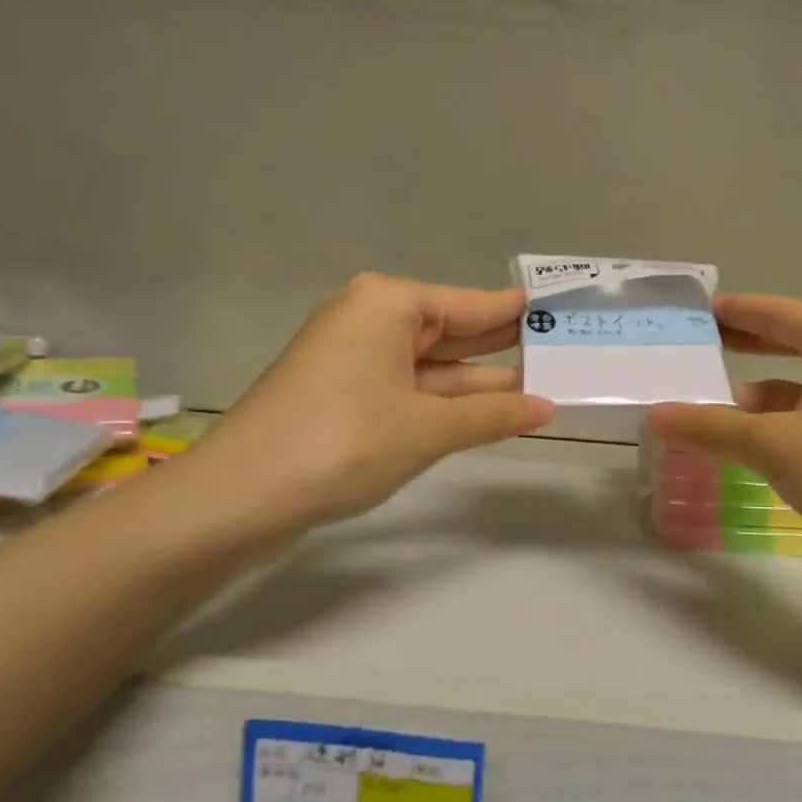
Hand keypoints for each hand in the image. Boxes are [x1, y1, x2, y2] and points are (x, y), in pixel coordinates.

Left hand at [181, 274, 553, 538]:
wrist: (238, 497)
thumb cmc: (342, 442)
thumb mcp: (427, 428)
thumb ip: (491, 414)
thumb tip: (548, 408)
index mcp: (388, 305)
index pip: (471, 303)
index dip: (517, 312)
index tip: (561, 311)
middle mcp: (370, 320)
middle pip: (451, 330)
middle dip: (502, 348)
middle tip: (563, 352)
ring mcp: (354, 359)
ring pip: (431, 364)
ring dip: (478, 382)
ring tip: (542, 387)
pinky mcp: (344, 394)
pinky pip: (410, 388)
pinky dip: (446, 401)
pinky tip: (488, 412)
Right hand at [649, 294, 801, 613]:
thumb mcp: (776, 444)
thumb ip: (712, 428)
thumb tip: (656, 415)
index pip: (781, 313)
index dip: (739, 309)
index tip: (698, 310)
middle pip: (790, 351)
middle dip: (743, 352)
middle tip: (692, 354)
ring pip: (795, 401)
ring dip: (750, 407)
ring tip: (697, 417)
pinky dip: (769, 442)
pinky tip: (737, 460)